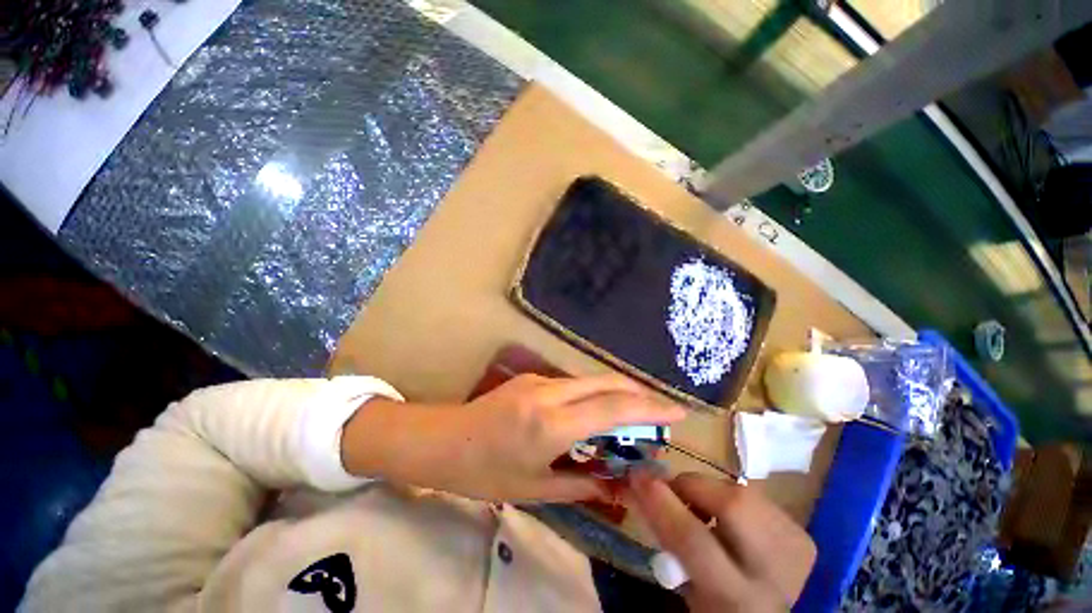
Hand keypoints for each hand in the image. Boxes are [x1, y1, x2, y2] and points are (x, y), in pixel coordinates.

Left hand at [341, 374, 684, 502]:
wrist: (442, 440)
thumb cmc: (483, 472)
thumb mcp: (534, 488)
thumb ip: (581, 485)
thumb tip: (618, 486)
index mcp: (550, 424)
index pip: (613, 408)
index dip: (650, 408)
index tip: (678, 412)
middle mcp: (549, 392)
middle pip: (607, 382)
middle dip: (640, 394)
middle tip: (662, 412)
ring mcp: (540, 379)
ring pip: (591, 380)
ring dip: (618, 393)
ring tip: (636, 416)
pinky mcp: (533, 376)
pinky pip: (574, 383)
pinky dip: (595, 394)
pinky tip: (598, 413)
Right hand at [630, 472, 815, 611]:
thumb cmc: (717, 606)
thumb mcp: (686, 586)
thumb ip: (666, 538)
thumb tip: (640, 487)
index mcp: (734, 599)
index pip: (694, 540)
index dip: (662, 502)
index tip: (637, 475)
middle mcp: (773, 574)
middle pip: (732, 507)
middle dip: (692, 487)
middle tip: (673, 490)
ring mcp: (794, 550)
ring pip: (743, 494)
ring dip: (710, 492)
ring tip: (701, 508)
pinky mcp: (802, 535)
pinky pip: (754, 497)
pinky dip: (729, 497)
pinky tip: (729, 519)